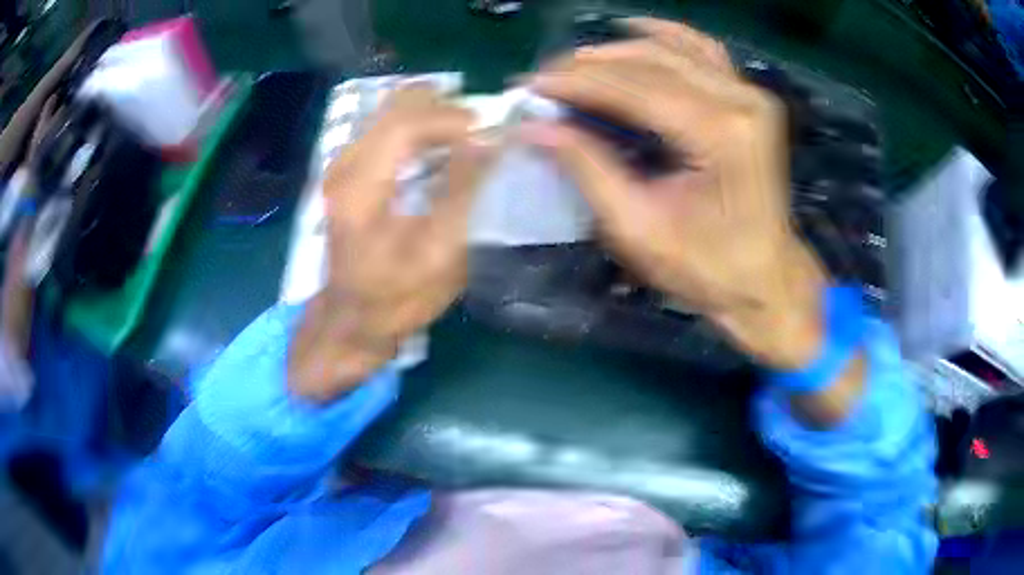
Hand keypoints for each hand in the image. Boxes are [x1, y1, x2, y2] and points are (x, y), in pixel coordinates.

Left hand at [289, 86, 488, 401]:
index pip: (405, 124)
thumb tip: (489, 139)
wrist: (351, 319)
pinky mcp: (347, 169)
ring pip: (390, 110)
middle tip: (481, 129)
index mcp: (360, 188)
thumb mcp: (439, 254)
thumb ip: (463, 191)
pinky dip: (417, 126)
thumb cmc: (396, 296)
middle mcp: (344, 164)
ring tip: (466, 135)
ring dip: (432, 114)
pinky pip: (385, 126)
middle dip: (445, 108)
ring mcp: (341, 163)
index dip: (452, 118)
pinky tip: (439, 145)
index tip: (490, 131)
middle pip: (395, 105)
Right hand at [521, 19, 831, 369]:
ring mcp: (750, 93)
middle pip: (651, 61)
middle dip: (590, 65)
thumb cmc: (707, 268)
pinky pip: (702, 51)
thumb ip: (587, 167)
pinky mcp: (751, 98)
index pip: (633, 87)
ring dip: (619, 50)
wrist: (767, 280)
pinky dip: (665, 39)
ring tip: (577, 63)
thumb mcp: (638, 228)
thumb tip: (534, 127)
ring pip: (673, 48)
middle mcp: (740, 99)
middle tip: (545, 77)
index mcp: (719, 133)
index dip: (575, 83)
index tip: (529, 85)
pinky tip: (635, 32)